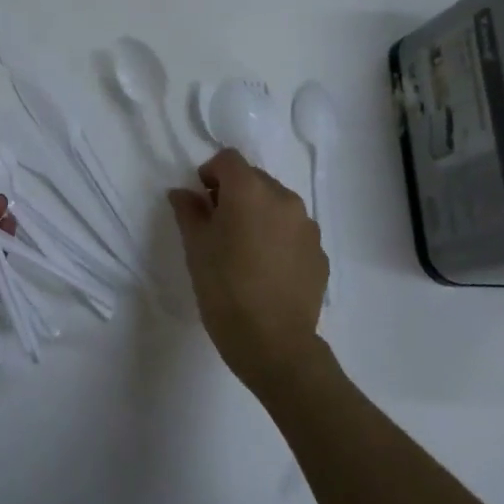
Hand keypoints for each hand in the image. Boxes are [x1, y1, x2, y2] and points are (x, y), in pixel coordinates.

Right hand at [167, 149, 327, 396]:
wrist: (273, 343)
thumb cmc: (224, 289)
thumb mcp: (196, 247)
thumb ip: (189, 211)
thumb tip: (183, 193)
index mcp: (250, 191)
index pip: (228, 159)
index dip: (210, 173)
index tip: (201, 200)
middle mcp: (284, 199)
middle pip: (254, 179)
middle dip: (235, 193)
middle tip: (218, 226)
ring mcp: (307, 226)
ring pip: (277, 204)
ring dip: (259, 214)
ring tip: (244, 249)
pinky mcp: (320, 253)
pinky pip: (293, 231)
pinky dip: (278, 237)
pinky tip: (266, 269)